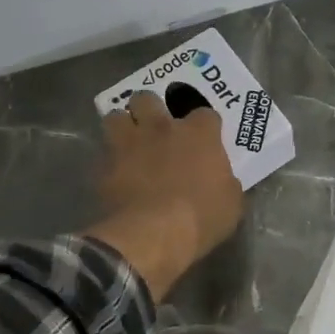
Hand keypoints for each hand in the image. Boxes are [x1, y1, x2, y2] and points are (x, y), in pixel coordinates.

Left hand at [87, 92, 243, 299]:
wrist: (154, 235)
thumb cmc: (202, 217)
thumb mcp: (231, 202)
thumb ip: (225, 182)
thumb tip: (222, 180)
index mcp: (199, 134)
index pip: (205, 113)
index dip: (204, 126)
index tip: (205, 140)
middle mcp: (161, 128)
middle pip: (148, 98)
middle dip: (150, 109)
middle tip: (155, 128)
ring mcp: (129, 144)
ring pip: (115, 116)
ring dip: (121, 126)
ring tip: (127, 142)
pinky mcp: (105, 166)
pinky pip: (103, 154)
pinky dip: (108, 161)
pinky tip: (114, 174)